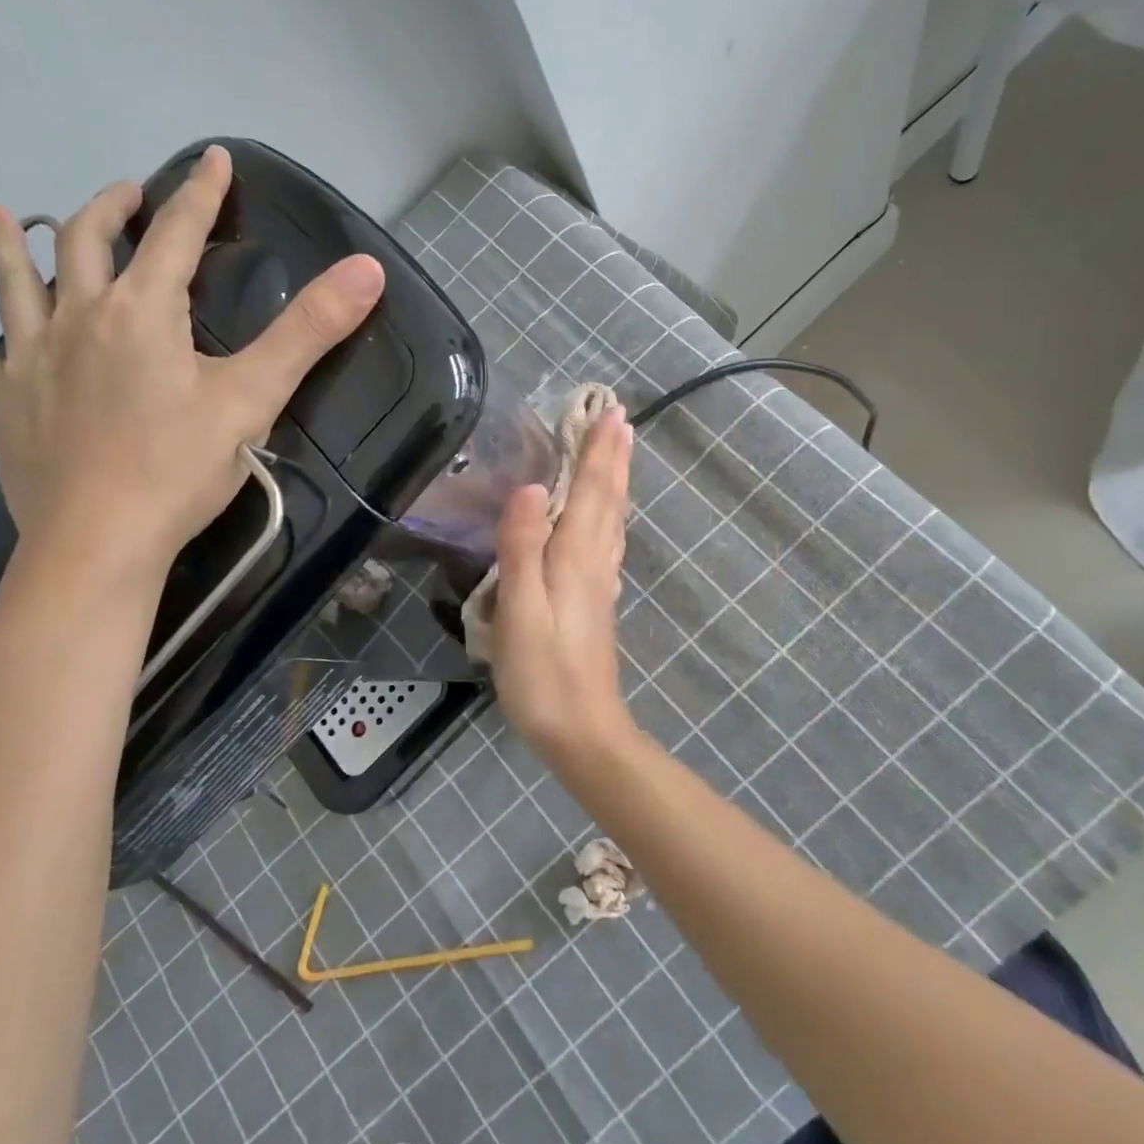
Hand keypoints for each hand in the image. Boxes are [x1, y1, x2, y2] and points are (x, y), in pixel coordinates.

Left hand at [0, 145, 384, 575]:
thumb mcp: (256, 396)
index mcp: (142, 311)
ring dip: (11, 244)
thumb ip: (310, 330)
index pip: (175, 233)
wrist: (99, 543)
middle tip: (127, 194)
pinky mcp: (4, 407)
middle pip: (84, 241)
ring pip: (15, 284)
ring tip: (3, 214)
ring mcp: (31, 361)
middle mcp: (78, 318)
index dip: (200, 193)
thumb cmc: (180, 468)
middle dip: (110, 208)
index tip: (213, 158)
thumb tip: (368, 269)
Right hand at [490, 406, 636, 752]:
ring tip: (620, 453)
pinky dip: (610, 515)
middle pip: (608, 500)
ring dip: (616, 482)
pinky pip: (607, 542)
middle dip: (613, 458)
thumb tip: (531, 488)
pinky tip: (608, 520)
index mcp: (576, 558)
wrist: (582, 731)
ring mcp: (599, 584)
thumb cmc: (543, 674)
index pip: (591, 492)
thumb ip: (523, 548)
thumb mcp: (521, 610)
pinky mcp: (595, 603)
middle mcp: (595, 563)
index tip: (612, 412)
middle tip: (621, 419)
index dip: (599, 452)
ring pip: (612, 520)